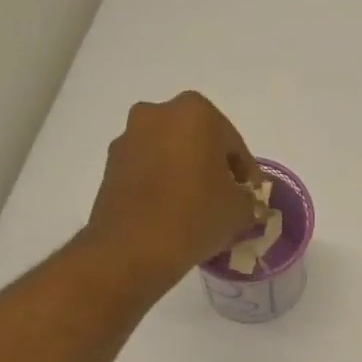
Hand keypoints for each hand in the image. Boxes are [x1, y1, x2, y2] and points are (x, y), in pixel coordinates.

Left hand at [84, 92, 259, 288]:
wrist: (132, 248)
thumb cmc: (195, 216)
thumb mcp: (240, 211)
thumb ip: (250, 200)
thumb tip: (246, 203)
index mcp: (196, 112)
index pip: (234, 145)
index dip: (247, 176)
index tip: (251, 200)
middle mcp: (157, 113)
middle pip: (199, 143)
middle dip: (213, 169)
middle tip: (225, 202)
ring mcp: (129, 138)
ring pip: (170, 155)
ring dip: (185, 176)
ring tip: (196, 211)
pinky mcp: (110, 165)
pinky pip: (147, 171)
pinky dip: (161, 186)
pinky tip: (171, 214)